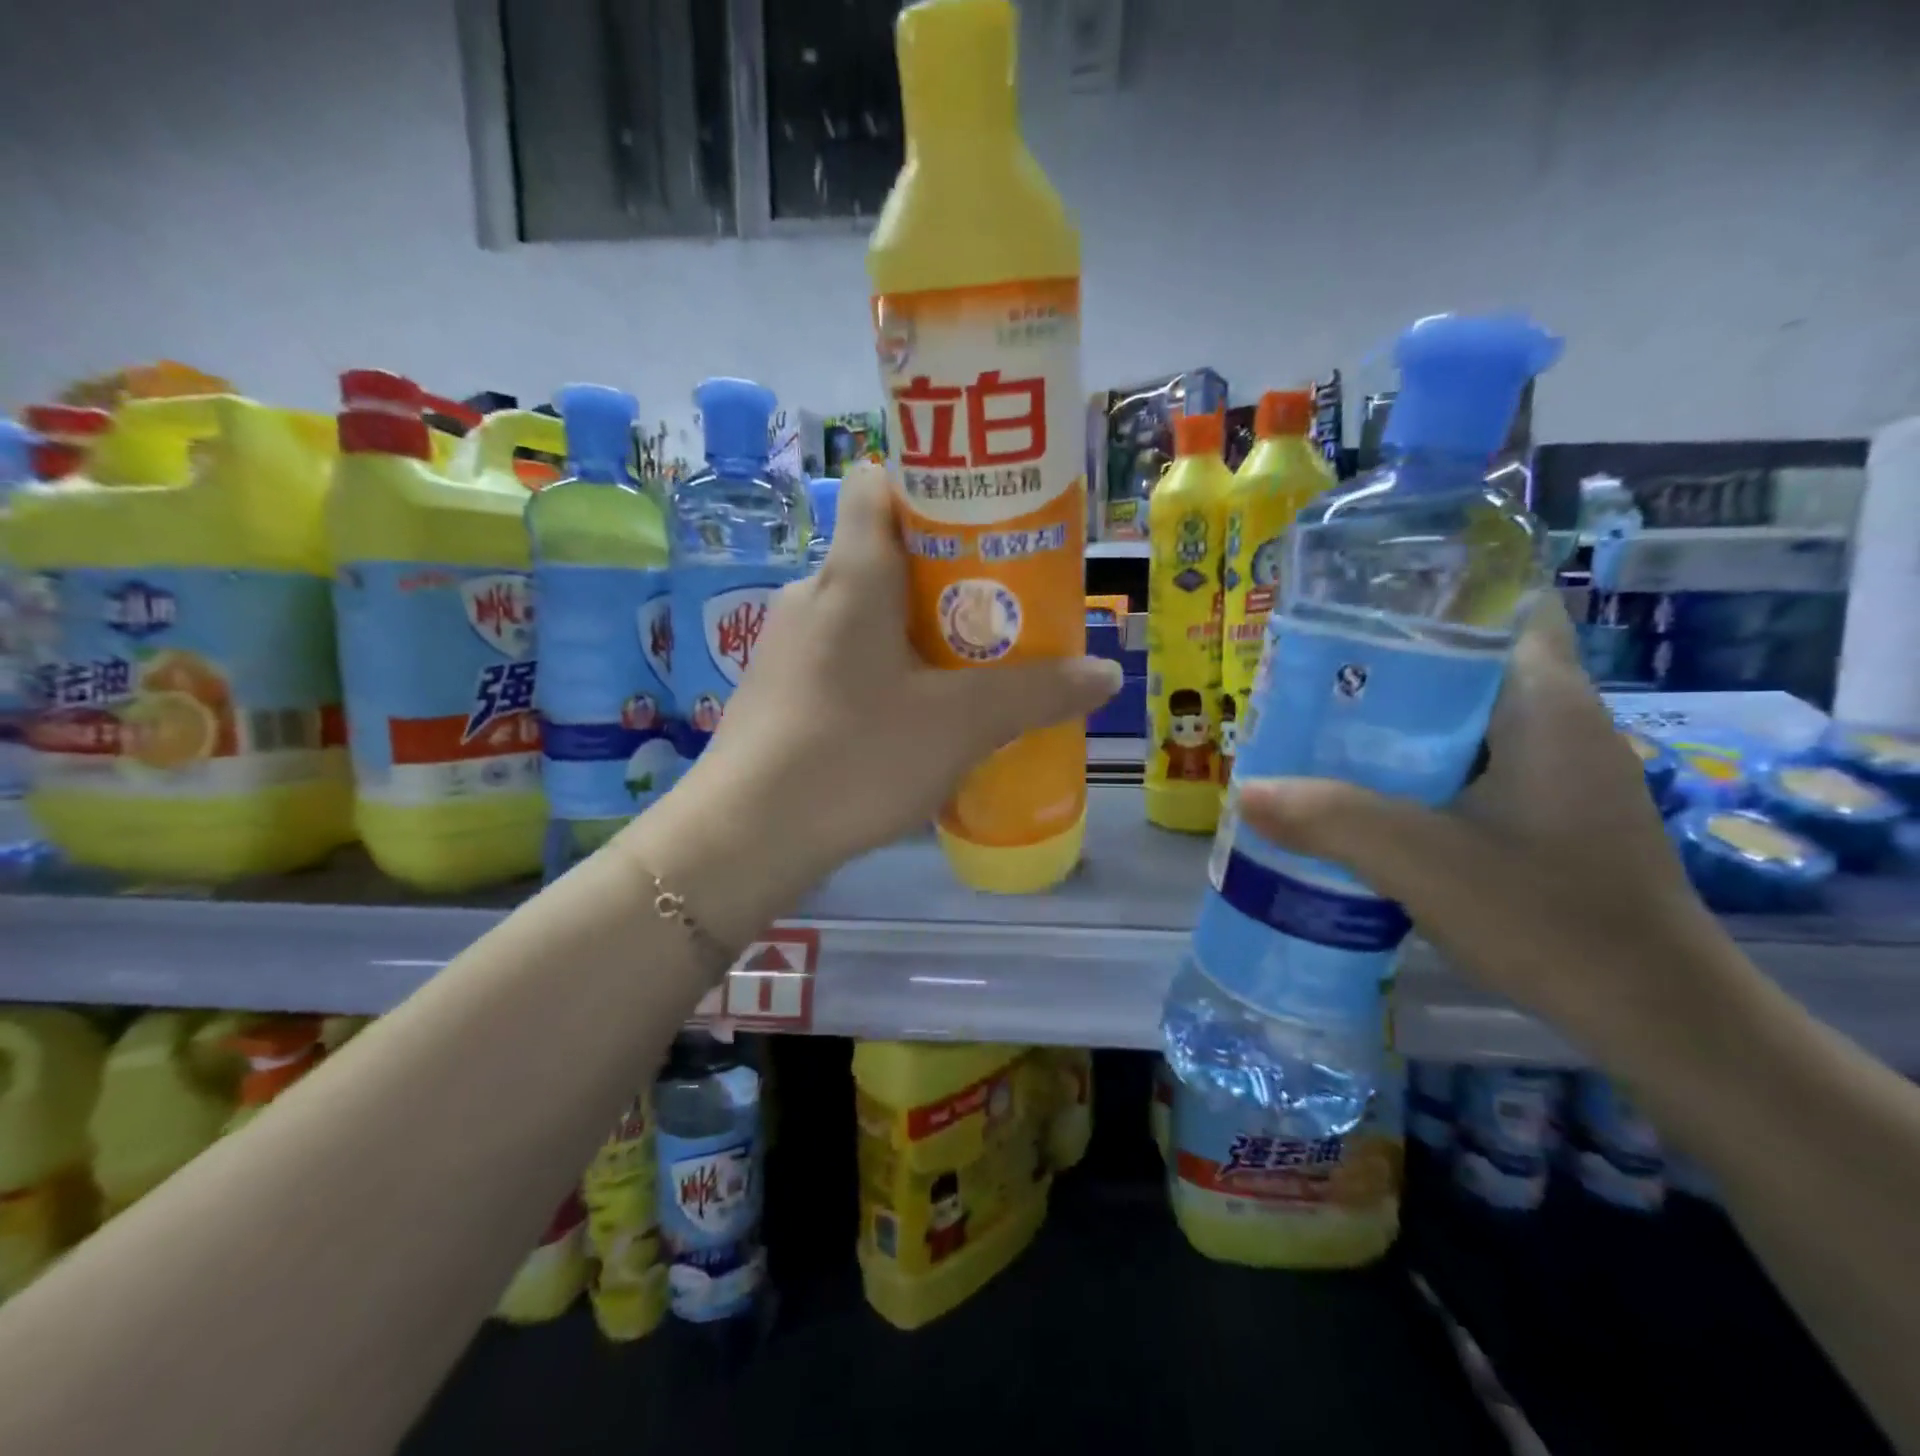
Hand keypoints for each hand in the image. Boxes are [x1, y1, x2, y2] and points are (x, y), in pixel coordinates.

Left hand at [667, 461, 1120, 885]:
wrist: (744, 836)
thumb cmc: (855, 755)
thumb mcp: (961, 725)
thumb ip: (1037, 694)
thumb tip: (1107, 673)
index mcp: (853, 574)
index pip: (881, 484)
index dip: (933, 489)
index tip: (985, 525)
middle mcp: (813, 593)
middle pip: (887, 554)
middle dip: (949, 576)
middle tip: (1004, 611)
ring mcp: (788, 643)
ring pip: (867, 612)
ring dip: (919, 632)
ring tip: (970, 671)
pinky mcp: (780, 688)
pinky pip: (845, 656)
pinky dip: (886, 670)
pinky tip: (913, 718)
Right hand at [1235, 600, 1738, 1055]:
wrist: (1658, 1018)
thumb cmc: (1554, 919)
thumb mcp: (1425, 863)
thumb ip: (1331, 820)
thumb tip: (1244, 791)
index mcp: (1545, 705)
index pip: (1502, 606)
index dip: (1430, 596)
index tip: (1354, 610)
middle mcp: (1558, 723)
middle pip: (1465, 663)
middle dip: (1387, 664)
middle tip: (1307, 675)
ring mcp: (1555, 772)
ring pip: (1461, 718)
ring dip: (1395, 721)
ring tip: (1317, 727)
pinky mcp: (1545, 813)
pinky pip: (1466, 763)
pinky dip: (1415, 765)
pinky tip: (1363, 792)